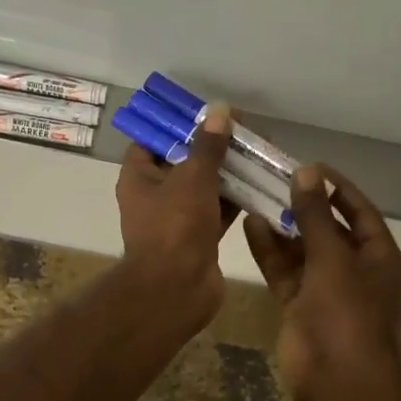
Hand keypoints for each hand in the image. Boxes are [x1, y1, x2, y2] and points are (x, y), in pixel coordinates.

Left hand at [115, 102, 237, 329]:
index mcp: (139, 177)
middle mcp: (154, 196)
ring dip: (228, 172)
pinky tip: (262, 183)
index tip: (208, 113)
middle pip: (183, 162)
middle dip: (212, 147)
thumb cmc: (176, 227)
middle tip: (244, 131)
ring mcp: (177, 220)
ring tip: (259, 152)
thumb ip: (208, 145)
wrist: (177, 289)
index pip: (154, 140)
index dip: (179, 124)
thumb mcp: (193, 178)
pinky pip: (218, 211)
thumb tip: (219, 111)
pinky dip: (236, 200)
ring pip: (204, 187)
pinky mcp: (199, 239)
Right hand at [243, 165, 400, 400]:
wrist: (338, 383)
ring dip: (283, 228)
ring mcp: (326, 291)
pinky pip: (286, 274)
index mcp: (379, 257)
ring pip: (303, 252)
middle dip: (304, 206)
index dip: (336, 188)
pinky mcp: (301, 308)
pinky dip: (271, 253)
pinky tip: (251, 227)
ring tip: (256, 197)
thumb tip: (307, 173)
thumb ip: (316, 216)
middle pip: (329, 230)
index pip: (359, 211)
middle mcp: (355, 271)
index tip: (308, 166)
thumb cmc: (346, 316)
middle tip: (272, 179)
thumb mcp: (332, 259)